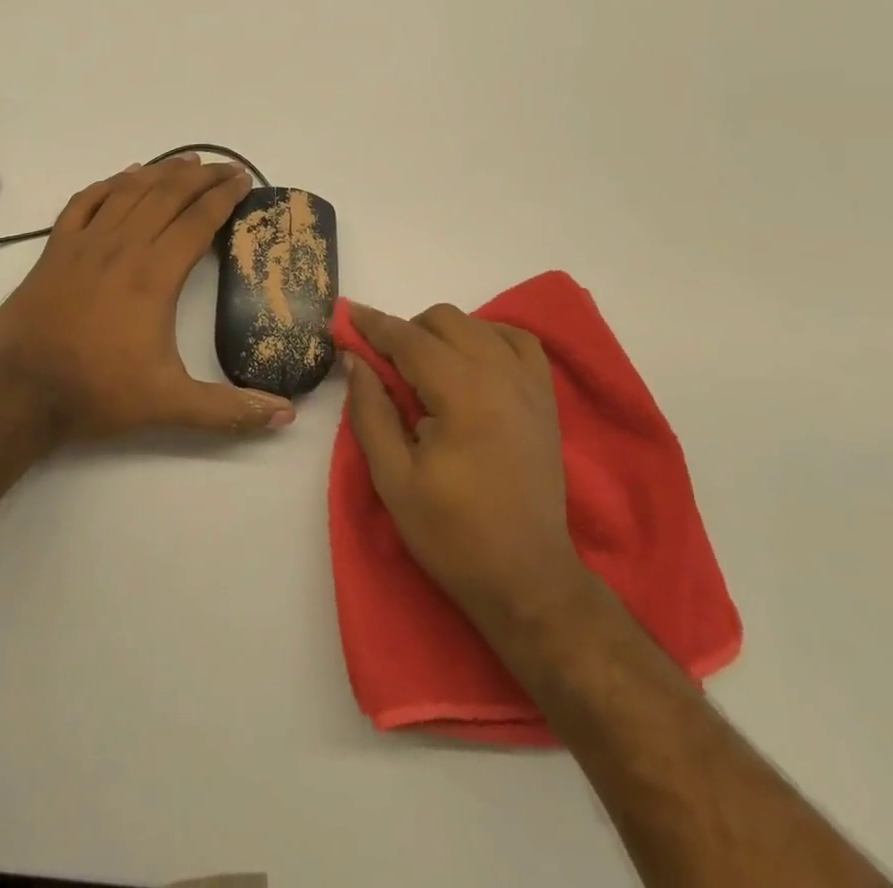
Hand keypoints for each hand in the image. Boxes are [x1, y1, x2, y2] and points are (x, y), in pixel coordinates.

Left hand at [0, 155, 297, 439]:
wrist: (21, 391)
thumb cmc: (99, 392)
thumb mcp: (170, 405)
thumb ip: (229, 410)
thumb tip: (287, 415)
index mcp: (155, 274)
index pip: (198, 220)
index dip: (225, 196)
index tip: (244, 179)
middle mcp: (123, 246)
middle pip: (168, 194)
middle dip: (201, 176)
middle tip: (225, 167)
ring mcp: (85, 242)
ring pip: (129, 190)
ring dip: (161, 171)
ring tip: (186, 160)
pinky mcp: (56, 248)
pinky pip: (85, 201)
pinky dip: (109, 183)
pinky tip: (125, 176)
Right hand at [344, 302, 589, 631]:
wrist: (527, 578)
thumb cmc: (453, 534)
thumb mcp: (393, 478)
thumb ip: (370, 411)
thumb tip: (355, 360)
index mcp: (463, 395)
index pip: (409, 339)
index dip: (373, 324)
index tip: (346, 315)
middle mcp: (501, 376)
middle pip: (445, 320)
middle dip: (407, 330)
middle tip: (385, 364)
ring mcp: (530, 384)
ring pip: (479, 324)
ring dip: (443, 333)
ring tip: (424, 367)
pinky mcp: (545, 398)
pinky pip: (518, 341)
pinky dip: (488, 337)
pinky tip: (471, 361)